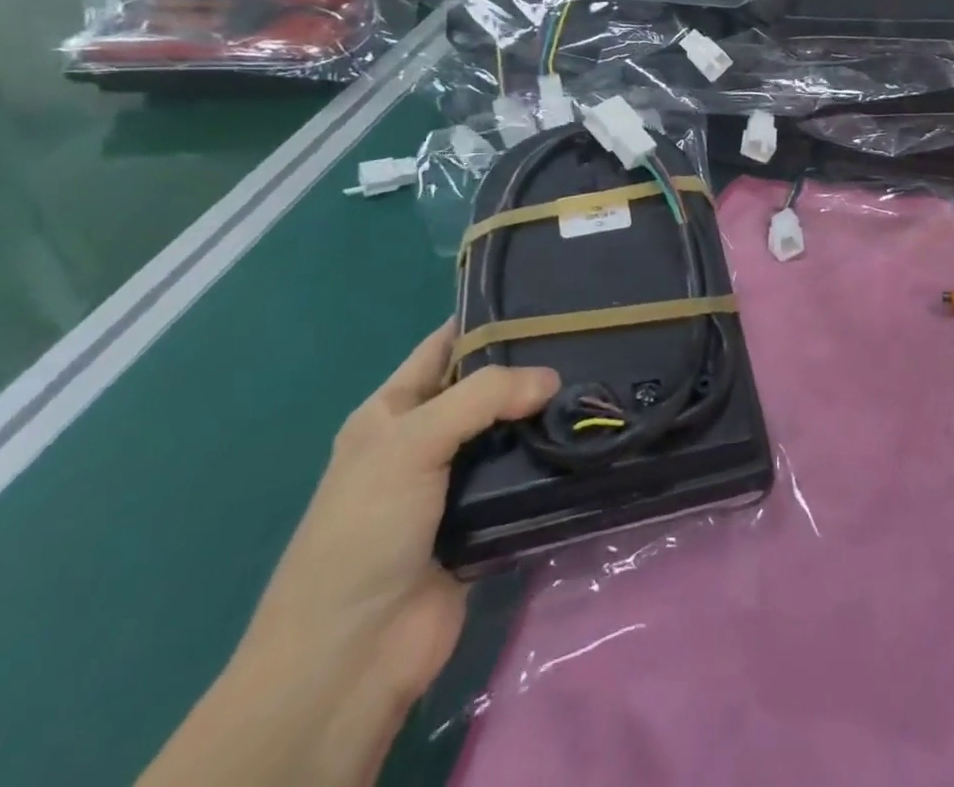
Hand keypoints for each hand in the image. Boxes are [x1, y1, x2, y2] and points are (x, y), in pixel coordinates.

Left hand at [244, 322, 559, 706]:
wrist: (351, 655)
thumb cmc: (365, 530)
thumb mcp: (411, 442)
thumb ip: (484, 396)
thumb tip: (553, 379)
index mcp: (393, 410)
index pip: (445, 346)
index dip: (488, 319)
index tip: (546, 298)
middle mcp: (426, 439)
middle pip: (487, 388)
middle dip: (530, 366)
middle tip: (590, 338)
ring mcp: (456, 482)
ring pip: (511, 432)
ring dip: (546, 416)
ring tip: (601, 382)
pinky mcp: (486, 519)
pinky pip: (524, 478)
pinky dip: (551, 462)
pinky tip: (590, 437)